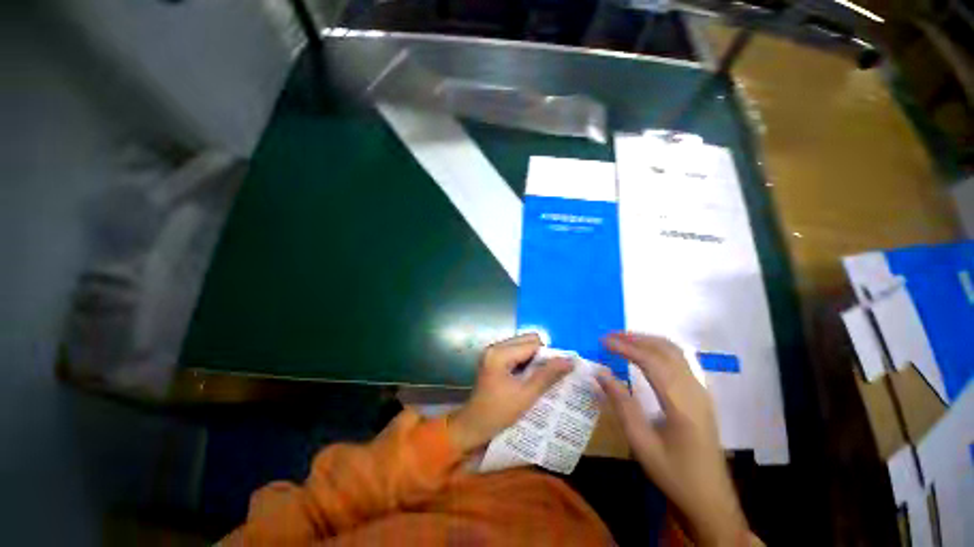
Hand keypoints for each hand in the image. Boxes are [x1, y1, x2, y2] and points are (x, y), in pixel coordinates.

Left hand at [448, 333, 572, 452]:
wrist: (472, 426)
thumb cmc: (498, 413)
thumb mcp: (526, 396)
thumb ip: (547, 376)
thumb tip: (570, 361)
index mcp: (500, 353)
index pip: (532, 344)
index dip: (548, 356)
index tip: (558, 373)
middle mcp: (495, 347)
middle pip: (527, 340)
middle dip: (540, 355)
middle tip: (546, 376)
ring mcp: (493, 352)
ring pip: (522, 346)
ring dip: (533, 359)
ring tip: (539, 378)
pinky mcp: (493, 359)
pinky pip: (515, 353)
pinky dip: (525, 362)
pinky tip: (528, 378)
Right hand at [597, 332, 747, 546]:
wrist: (710, 500)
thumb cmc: (673, 474)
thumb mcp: (641, 443)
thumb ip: (621, 404)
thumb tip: (600, 373)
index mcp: (682, 404)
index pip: (652, 361)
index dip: (625, 347)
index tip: (603, 341)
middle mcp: (695, 391)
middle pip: (666, 350)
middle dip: (636, 338)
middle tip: (609, 337)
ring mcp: (702, 392)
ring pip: (676, 353)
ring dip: (648, 341)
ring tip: (622, 340)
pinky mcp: (701, 395)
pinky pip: (680, 361)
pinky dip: (658, 349)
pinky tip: (645, 354)